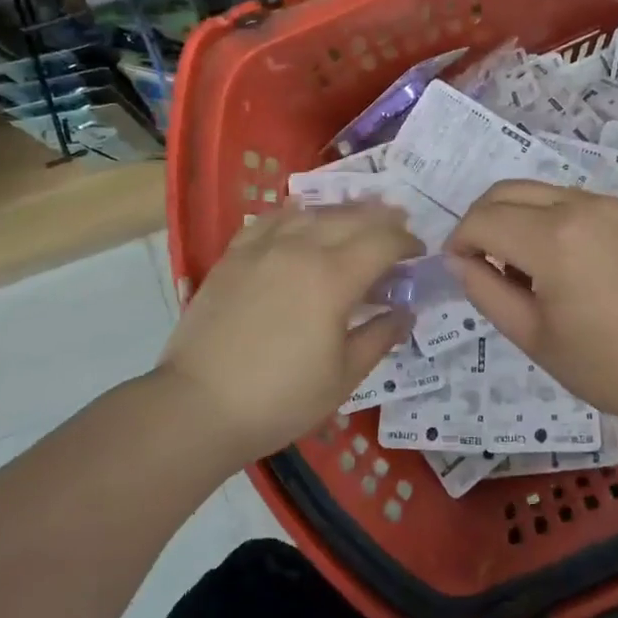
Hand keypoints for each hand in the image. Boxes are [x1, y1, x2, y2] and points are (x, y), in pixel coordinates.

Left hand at [160, 202, 421, 460]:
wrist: (198, 405)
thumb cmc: (280, 398)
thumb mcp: (343, 376)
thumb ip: (379, 336)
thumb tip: (404, 312)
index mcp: (333, 277)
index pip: (383, 241)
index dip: (407, 243)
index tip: (419, 253)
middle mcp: (300, 248)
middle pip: (351, 218)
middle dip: (382, 219)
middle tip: (399, 227)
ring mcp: (263, 248)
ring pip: (312, 212)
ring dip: (342, 212)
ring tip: (358, 216)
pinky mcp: (234, 256)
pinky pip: (272, 220)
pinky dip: (296, 215)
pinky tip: (301, 220)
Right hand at [446, 181, 617, 429]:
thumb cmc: (608, 366)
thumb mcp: (533, 337)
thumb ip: (485, 290)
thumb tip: (461, 260)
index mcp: (553, 240)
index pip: (483, 220)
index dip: (460, 241)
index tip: (460, 268)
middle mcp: (581, 206)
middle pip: (508, 191)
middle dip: (482, 219)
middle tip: (481, 261)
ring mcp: (612, 205)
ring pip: (541, 191)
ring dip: (517, 217)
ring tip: (526, 267)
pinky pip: (575, 201)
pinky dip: (551, 218)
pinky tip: (564, 261)